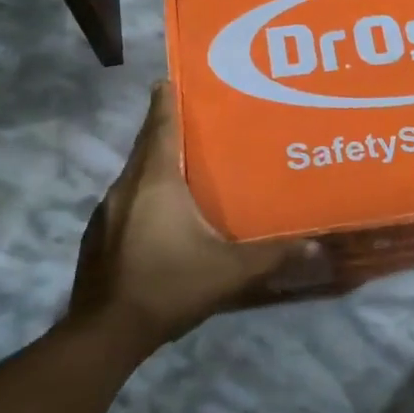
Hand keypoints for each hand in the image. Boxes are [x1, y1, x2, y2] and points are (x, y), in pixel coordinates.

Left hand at [66, 80, 317, 352]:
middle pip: (146, 146)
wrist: (105, 334)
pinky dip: (143, 191)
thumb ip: (271, 255)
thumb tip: (314, 244)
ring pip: (134, 173)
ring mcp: (107, 212)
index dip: (166, 101)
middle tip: (191, 115)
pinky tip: (161, 211)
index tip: (170, 78)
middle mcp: (126, 188)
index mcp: (155, 183)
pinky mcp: (98, 235)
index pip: (161, 128)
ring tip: (183, 161)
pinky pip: (125, 198)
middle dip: (164, 126)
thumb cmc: (168, 287)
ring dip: (154, 161)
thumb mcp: (228, 271)